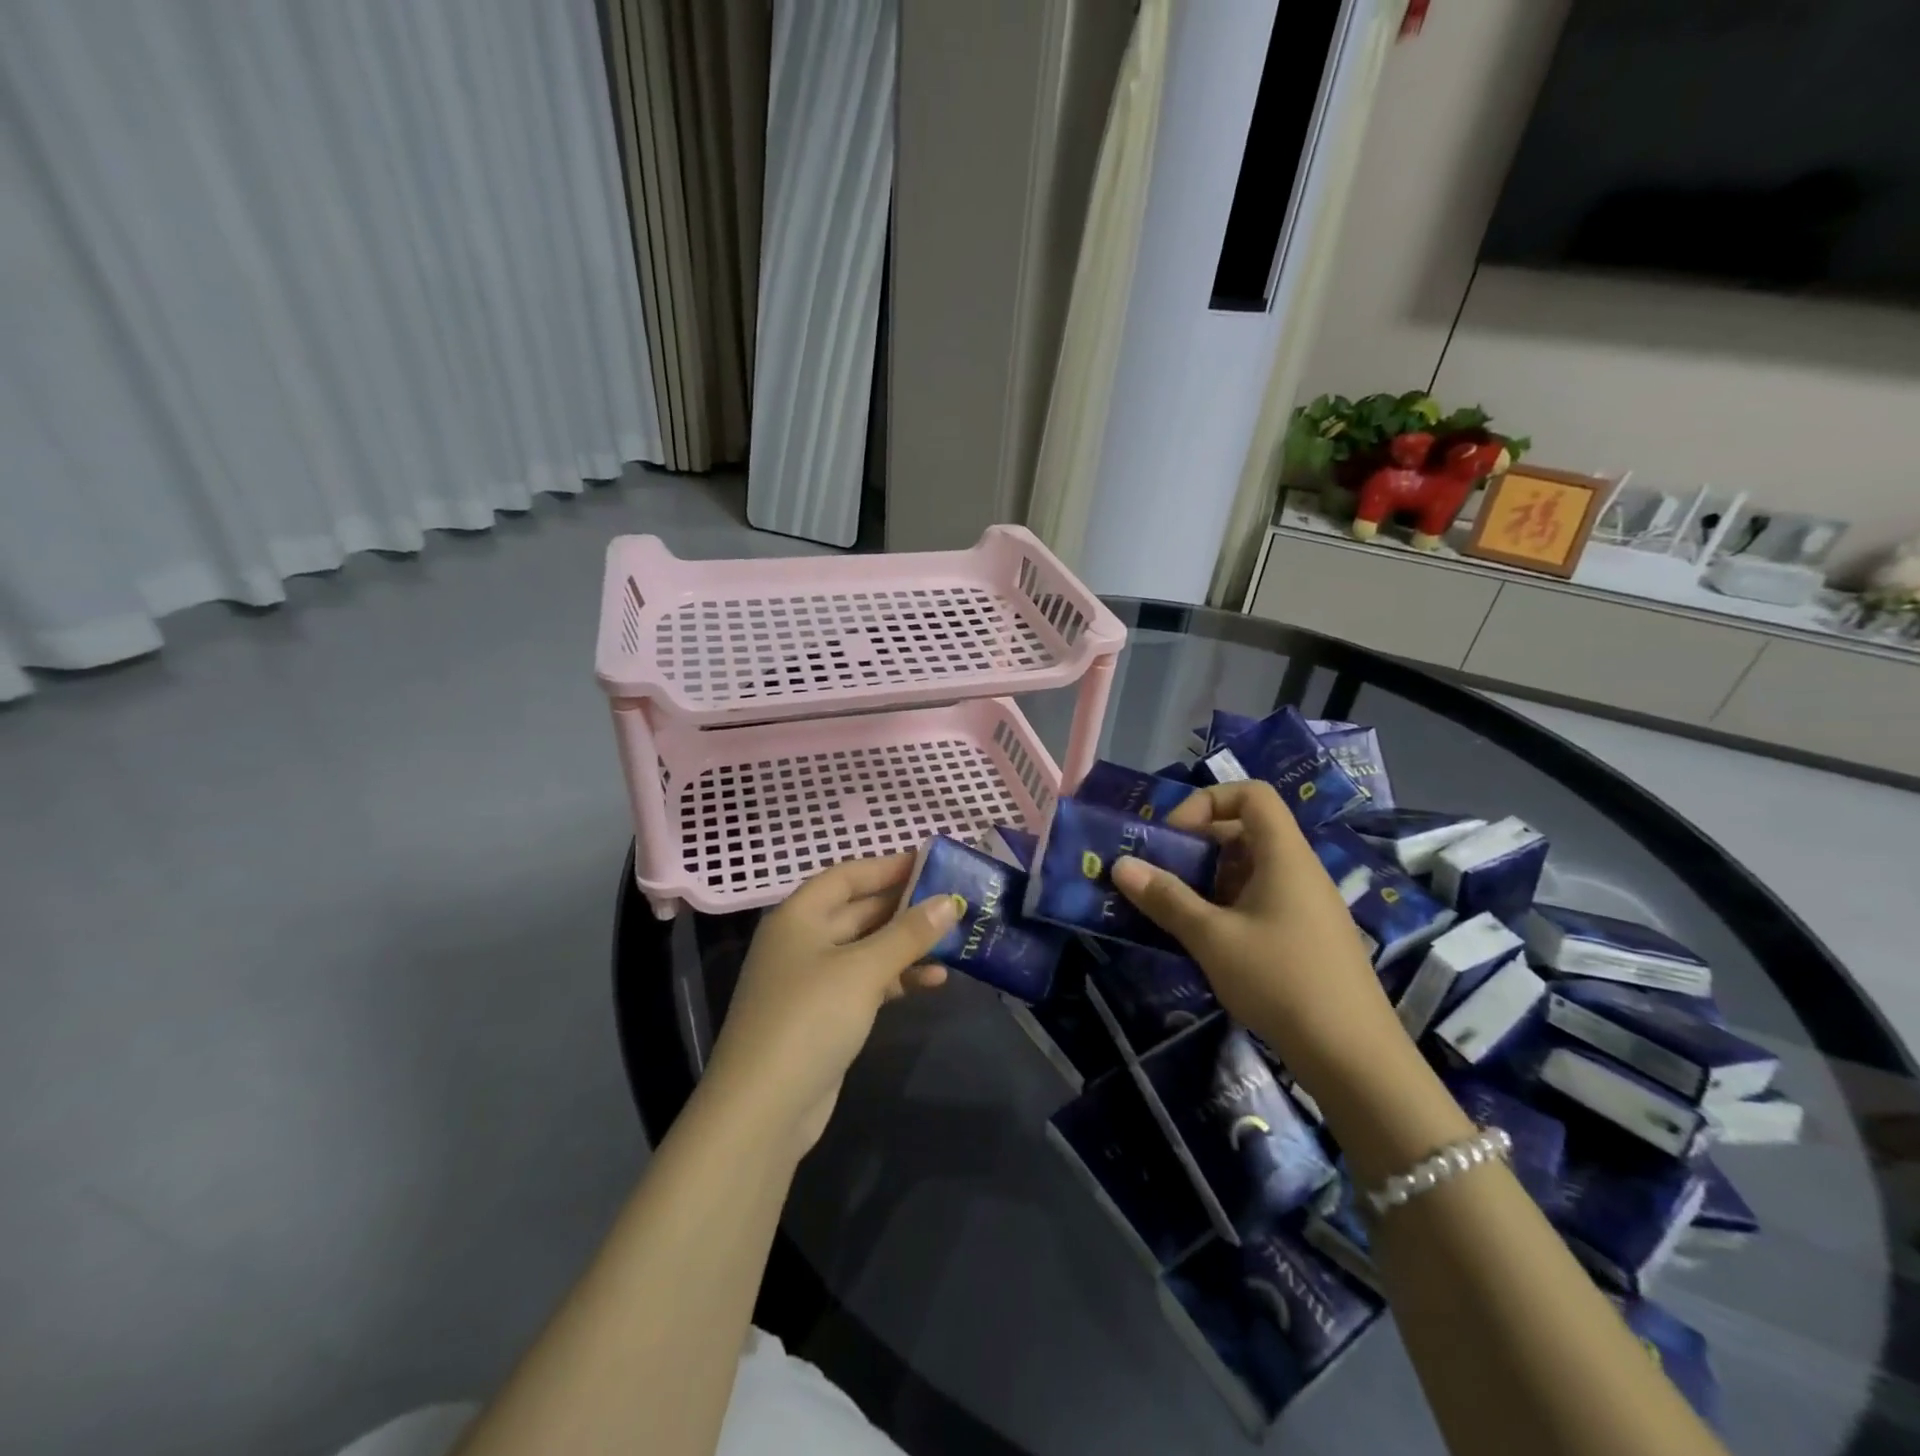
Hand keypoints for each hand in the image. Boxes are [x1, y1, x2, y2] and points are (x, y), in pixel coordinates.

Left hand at [702, 854, 959, 1157]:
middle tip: (954, 902)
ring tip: (954, 941)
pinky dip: (897, 978)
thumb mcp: (863, 970)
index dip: (888, 866)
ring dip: (907, 945)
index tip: (933, 863)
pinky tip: (934, 981)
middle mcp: (803, 940)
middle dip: (905, 907)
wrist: (764, 1110)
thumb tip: (949, 901)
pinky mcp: (825, 1015)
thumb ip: (908, 933)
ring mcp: (813, 980)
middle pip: (859, 910)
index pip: (848, 875)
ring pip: (867, 948)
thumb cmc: (809, 1019)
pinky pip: (867, 982)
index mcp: (799, 916)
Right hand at [1109, 781, 1406, 1084]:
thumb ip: (1166, 898)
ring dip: (1209, 880)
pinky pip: (1262, 899)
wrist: (1353, 1057)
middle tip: (1163, 874)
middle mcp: (1299, 869)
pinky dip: (1228, 906)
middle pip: (1247, 831)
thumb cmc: (1280, 981)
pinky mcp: (1307, 936)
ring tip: (1177, 910)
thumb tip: (1121, 865)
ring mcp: (1307, 904)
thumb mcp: (1212, 938)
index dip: (1209, 802)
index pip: (1252, 794)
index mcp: (1284, 855)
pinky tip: (1207, 941)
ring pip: (1251, 869)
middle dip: (1199, 846)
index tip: (1176, 836)